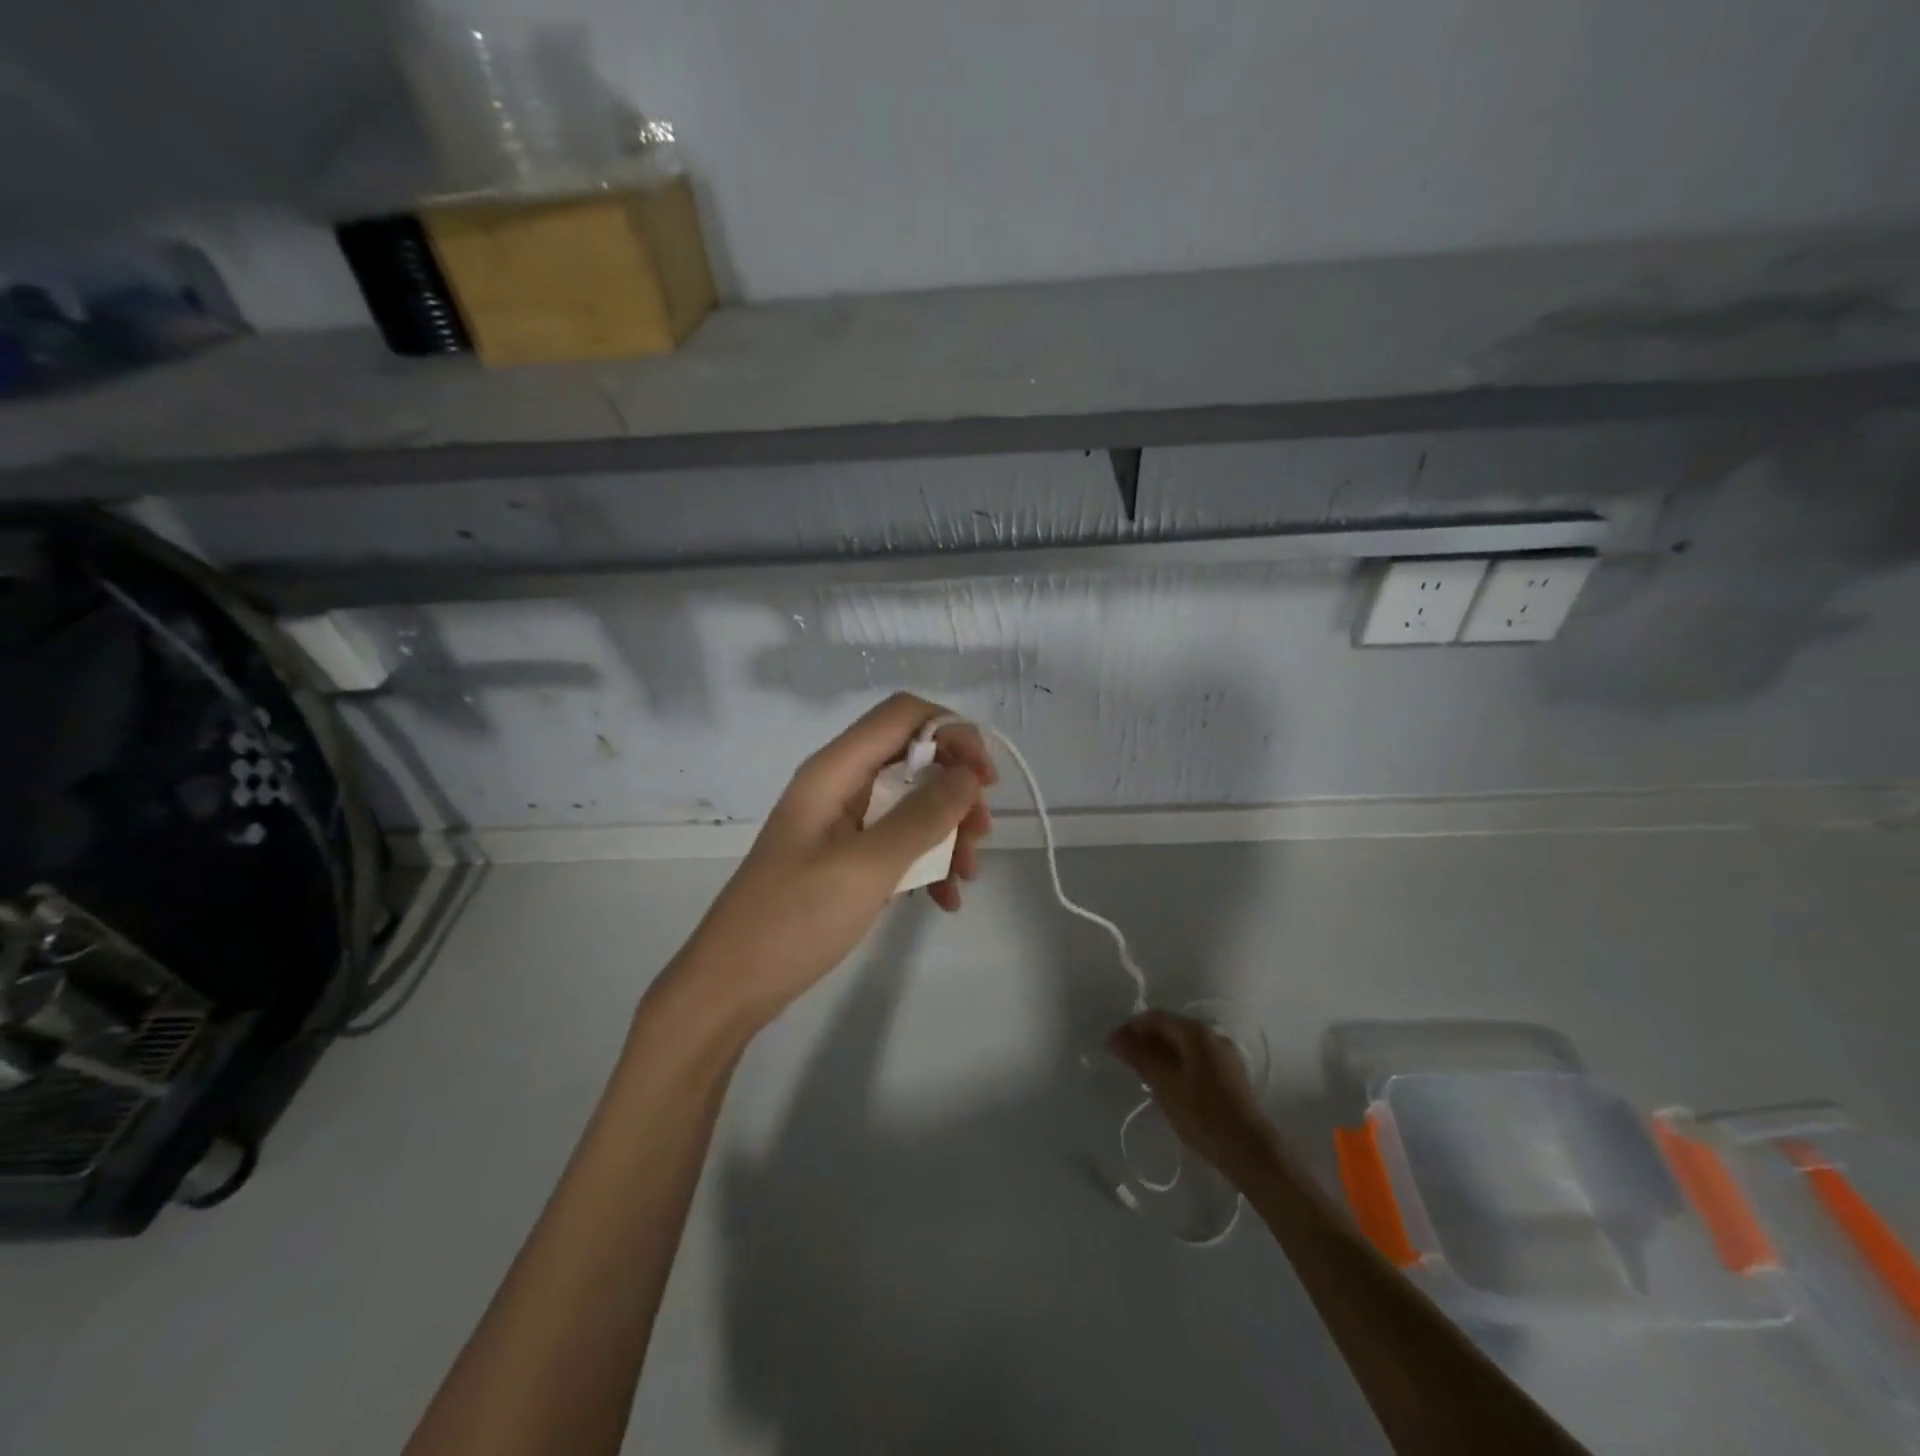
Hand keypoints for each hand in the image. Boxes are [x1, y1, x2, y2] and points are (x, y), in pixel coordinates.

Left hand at [666, 694, 995, 1030]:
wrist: (732, 985)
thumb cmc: (793, 919)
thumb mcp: (866, 867)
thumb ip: (921, 817)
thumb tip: (967, 775)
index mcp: (835, 771)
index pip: (904, 714)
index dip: (953, 732)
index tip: (985, 780)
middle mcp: (840, 785)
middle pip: (914, 757)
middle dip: (955, 791)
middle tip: (980, 836)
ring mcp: (842, 822)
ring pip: (912, 802)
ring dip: (948, 831)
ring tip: (967, 875)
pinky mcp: (846, 857)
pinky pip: (898, 841)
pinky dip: (927, 862)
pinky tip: (945, 899)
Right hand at [1108, 1010, 1274, 1173]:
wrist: (1250, 1151)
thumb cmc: (1202, 1113)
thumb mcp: (1163, 1084)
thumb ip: (1138, 1056)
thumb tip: (1114, 1037)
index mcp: (1196, 1032)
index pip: (1155, 1017)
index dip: (1130, 1028)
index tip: (1112, 1047)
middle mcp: (1212, 1036)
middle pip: (1170, 1028)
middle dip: (1144, 1041)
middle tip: (1124, 1062)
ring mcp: (1224, 1056)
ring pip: (1183, 1046)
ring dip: (1160, 1054)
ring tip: (1142, 1075)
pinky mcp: (1229, 1076)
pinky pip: (1195, 1060)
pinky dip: (1176, 1065)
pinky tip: (1167, 1086)